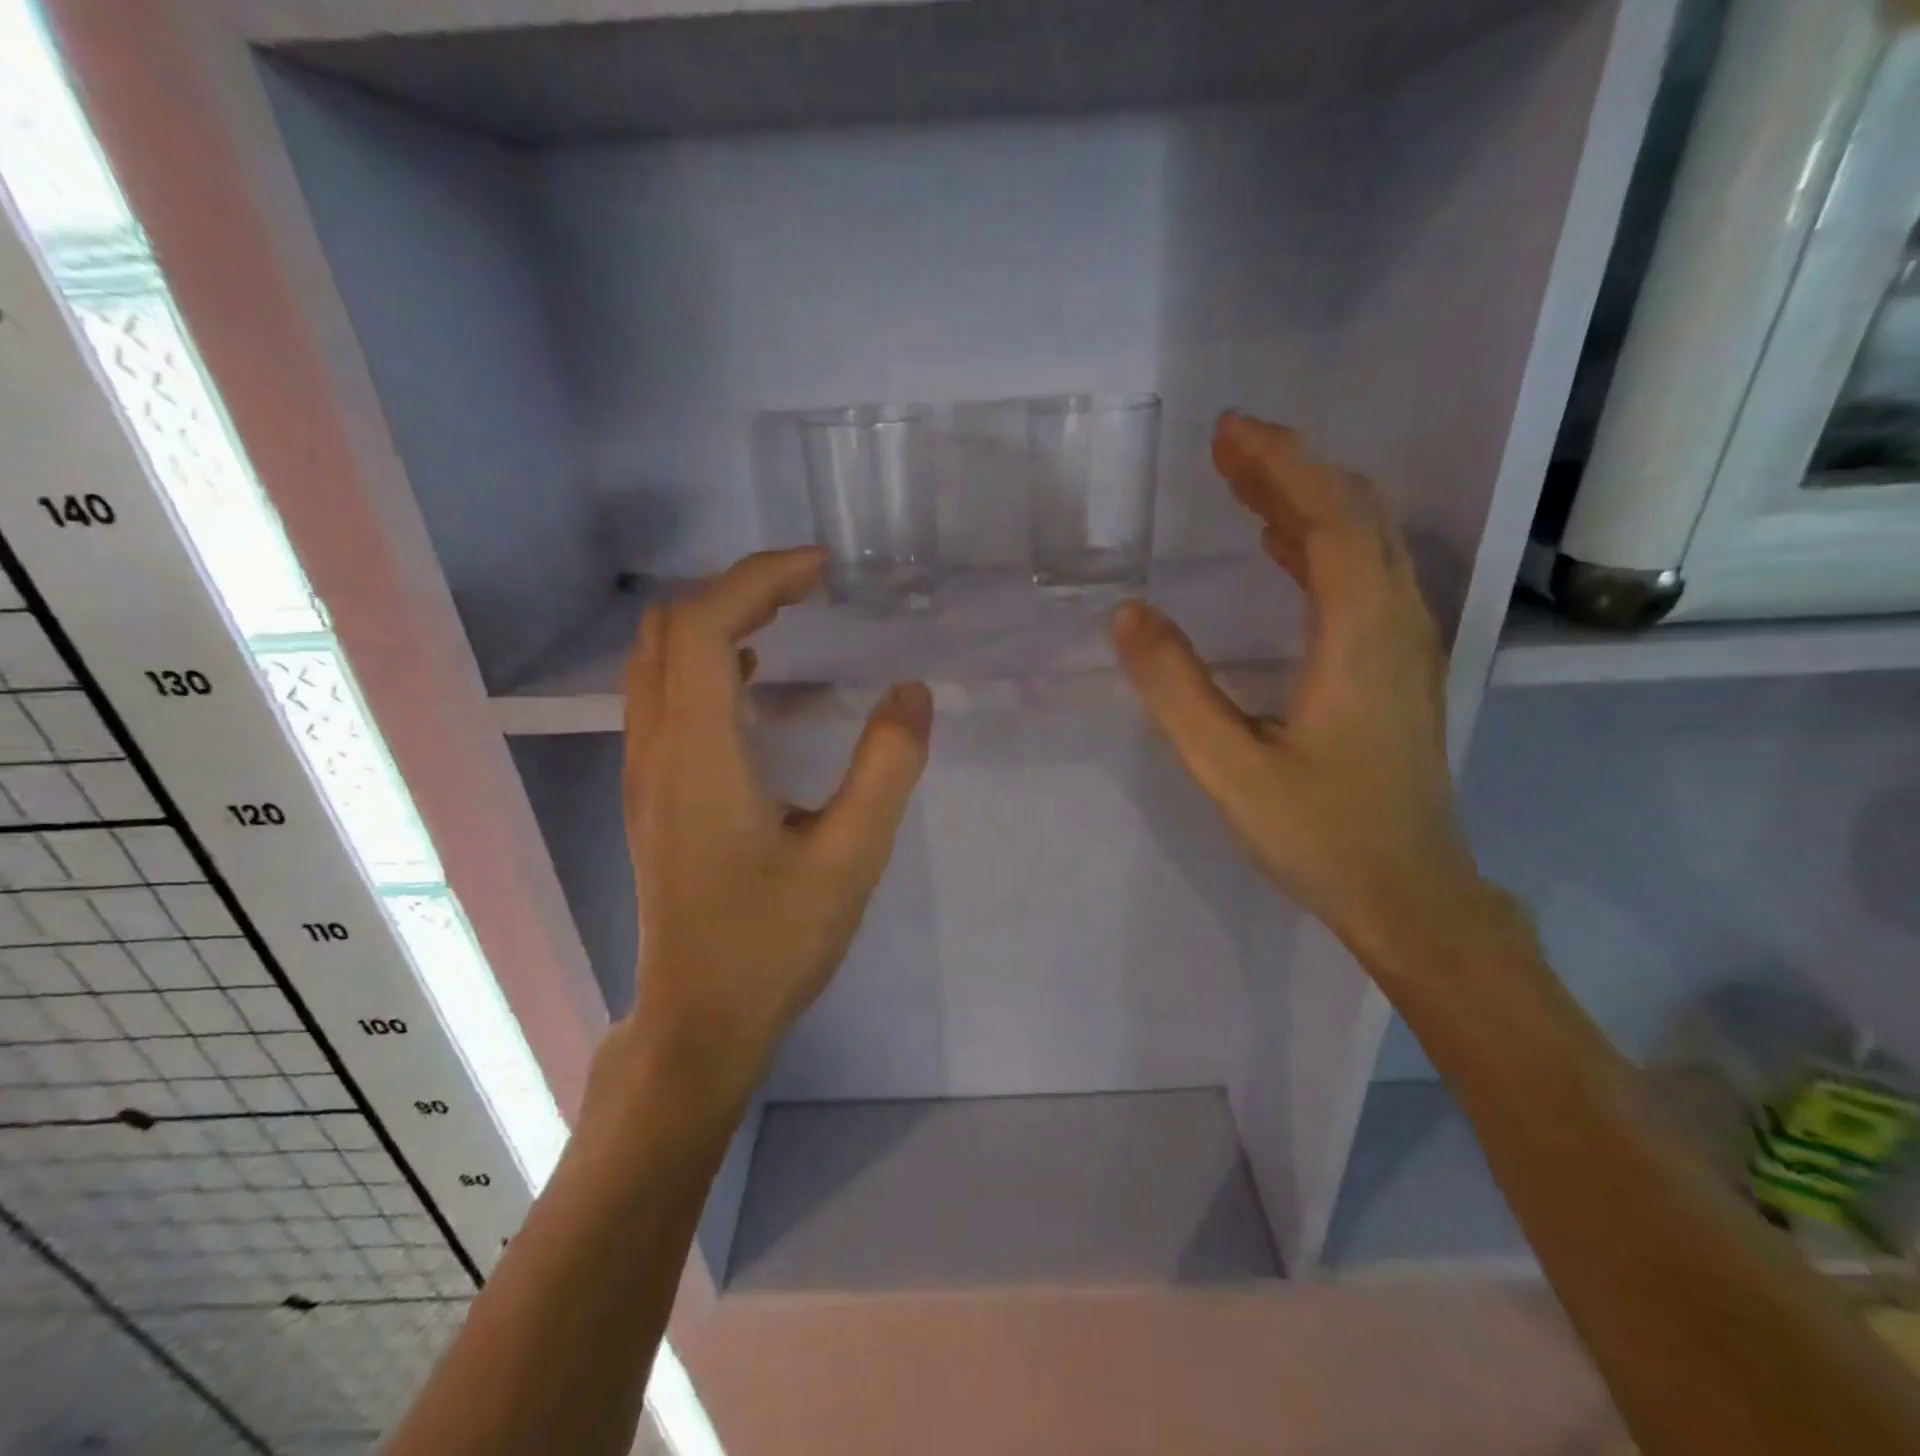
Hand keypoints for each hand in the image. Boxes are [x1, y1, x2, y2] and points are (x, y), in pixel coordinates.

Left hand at [612, 548, 931, 1117]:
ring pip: (659, 659)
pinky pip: (665, 695)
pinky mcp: (653, 792)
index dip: (758, 579)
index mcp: (700, 755)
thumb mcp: (851, 858)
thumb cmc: (774, 943)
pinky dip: (707, 661)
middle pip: (670, 629)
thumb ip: (887, 768)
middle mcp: (658, 749)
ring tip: (789, 615)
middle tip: (810, 586)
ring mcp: (646, 771)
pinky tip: (758, 679)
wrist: (700, 1019)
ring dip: (719, 621)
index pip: (704, 627)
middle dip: (739, 588)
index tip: (822, 570)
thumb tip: (912, 690)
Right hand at [1113, 413, 1483, 971]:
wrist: (1409, 893)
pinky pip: (1364, 578)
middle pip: (1356, 516)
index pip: (1330, 519)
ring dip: (1308, 502)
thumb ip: (1176, 688)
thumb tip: (1128, 615)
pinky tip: (1281, 549)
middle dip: (1292, 468)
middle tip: (1227, 445)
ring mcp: (1407, 644)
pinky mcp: (1399, 666)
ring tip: (1245, 481)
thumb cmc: (1319, 834)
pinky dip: (1321, 545)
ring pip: (1366, 544)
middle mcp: (1398, 623)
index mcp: (1361, 635)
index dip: (1280, 465)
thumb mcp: (1228, 766)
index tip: (1227, 432)